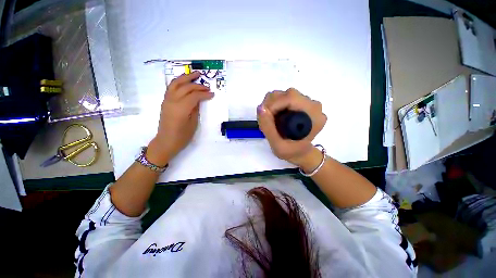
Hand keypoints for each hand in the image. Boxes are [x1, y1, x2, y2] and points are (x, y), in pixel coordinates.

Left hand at [147, 72, 212, 164]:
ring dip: (186, 77)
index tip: (212, 94)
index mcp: (181, 109)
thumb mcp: (193, 124)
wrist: (166, 142)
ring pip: (176, 83)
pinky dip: (179, 82)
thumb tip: (199, 100)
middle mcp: (172, 101)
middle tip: (207, 85)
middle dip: (197, 85)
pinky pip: (171, 88)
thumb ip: (196, 109)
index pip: (194, 96)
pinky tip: (185, 82)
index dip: (204, 94)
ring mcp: (167, 100)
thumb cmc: (182, 136)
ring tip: (195, 74)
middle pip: (186, 87)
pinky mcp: (165, 102)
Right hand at [257, 88, 326, 166]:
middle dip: (271, 106)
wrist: (301, 153)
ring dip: (272, 105)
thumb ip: (268, 128)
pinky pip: (285, 97)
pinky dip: (276, 105)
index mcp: (313, 117)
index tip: (266, 118)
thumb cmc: (291, 152)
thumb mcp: (278, 145)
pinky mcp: (303, 103)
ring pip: (285, 94)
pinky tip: (275, 117)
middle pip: (287, 94)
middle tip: (266, 121)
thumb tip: (260, 108)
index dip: (274, 105)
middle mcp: (314, 106)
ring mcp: (309, 103)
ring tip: (271, 120)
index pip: (291, 98)